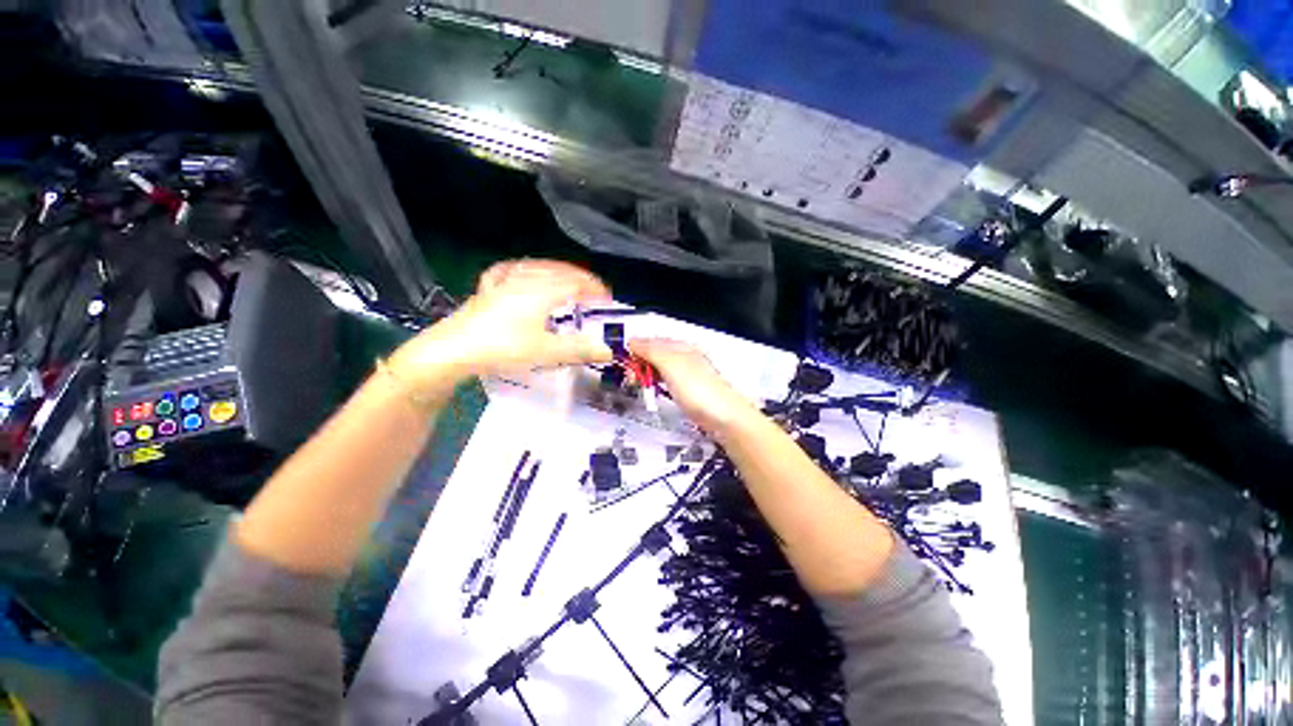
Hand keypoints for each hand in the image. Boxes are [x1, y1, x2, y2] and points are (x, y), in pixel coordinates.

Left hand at [390, 260, 613, 389]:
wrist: (452, 350)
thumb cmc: (502, 348)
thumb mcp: (545, 351)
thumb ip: (578, 349)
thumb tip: (608, 350)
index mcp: (541, 291)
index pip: (575, 283)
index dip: (594, 289)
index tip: (608, 298)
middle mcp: (525, 280)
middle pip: (559, 271)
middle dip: (580, 279)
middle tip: (594, 291)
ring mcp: (504, 282)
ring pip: (537, 268)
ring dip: (557, 272)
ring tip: (568, 280)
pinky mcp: (488, 289)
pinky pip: (510, 271)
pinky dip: (524, 269)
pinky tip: (522, 272)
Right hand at [630, 339, 756, 433]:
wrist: (725, 417)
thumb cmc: (696, 389)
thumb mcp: (670, 364)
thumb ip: (651, 351)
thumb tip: (632, 340)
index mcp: (681, 346)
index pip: (653, 341)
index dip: (636, 348)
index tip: (621, 361)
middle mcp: (685, 357)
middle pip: (657, 354)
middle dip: (641, 362)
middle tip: (630, 377)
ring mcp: (689, 375)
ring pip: (662, 368)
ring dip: (648, 374)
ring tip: (637, 385)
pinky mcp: (691, 392)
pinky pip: (668, 382)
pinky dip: (658, 384)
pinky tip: (654, 391)